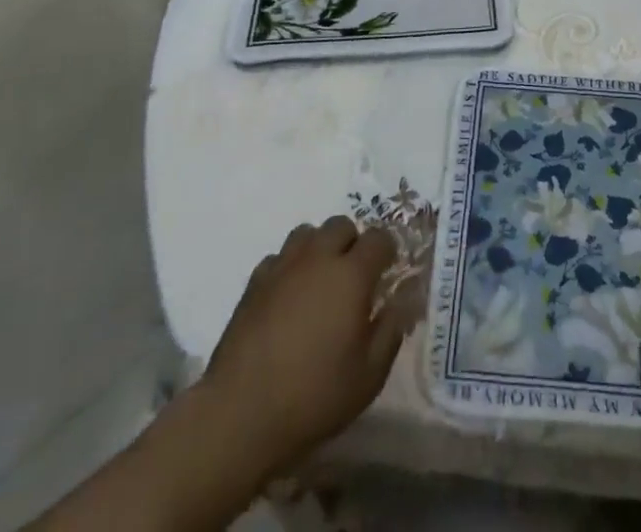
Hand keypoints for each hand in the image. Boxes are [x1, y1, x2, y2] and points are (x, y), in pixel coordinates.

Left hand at [198, 216, 407, 482]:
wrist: (241, 414)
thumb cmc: (314, 396)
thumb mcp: (369, 376)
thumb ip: (390, 331)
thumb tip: (399, 303)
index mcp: (351, 275)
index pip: (379, 238)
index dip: (387, 251)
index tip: (387, 272)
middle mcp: (318, 258)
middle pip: (341, 225)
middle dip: (353, 243)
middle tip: (353, 278)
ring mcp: (283, 266)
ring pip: (308, 233)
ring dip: (319, 248)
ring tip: (320, 281)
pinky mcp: (254, 282)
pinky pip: (279, 257)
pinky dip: (289, 267)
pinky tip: (288, 297)